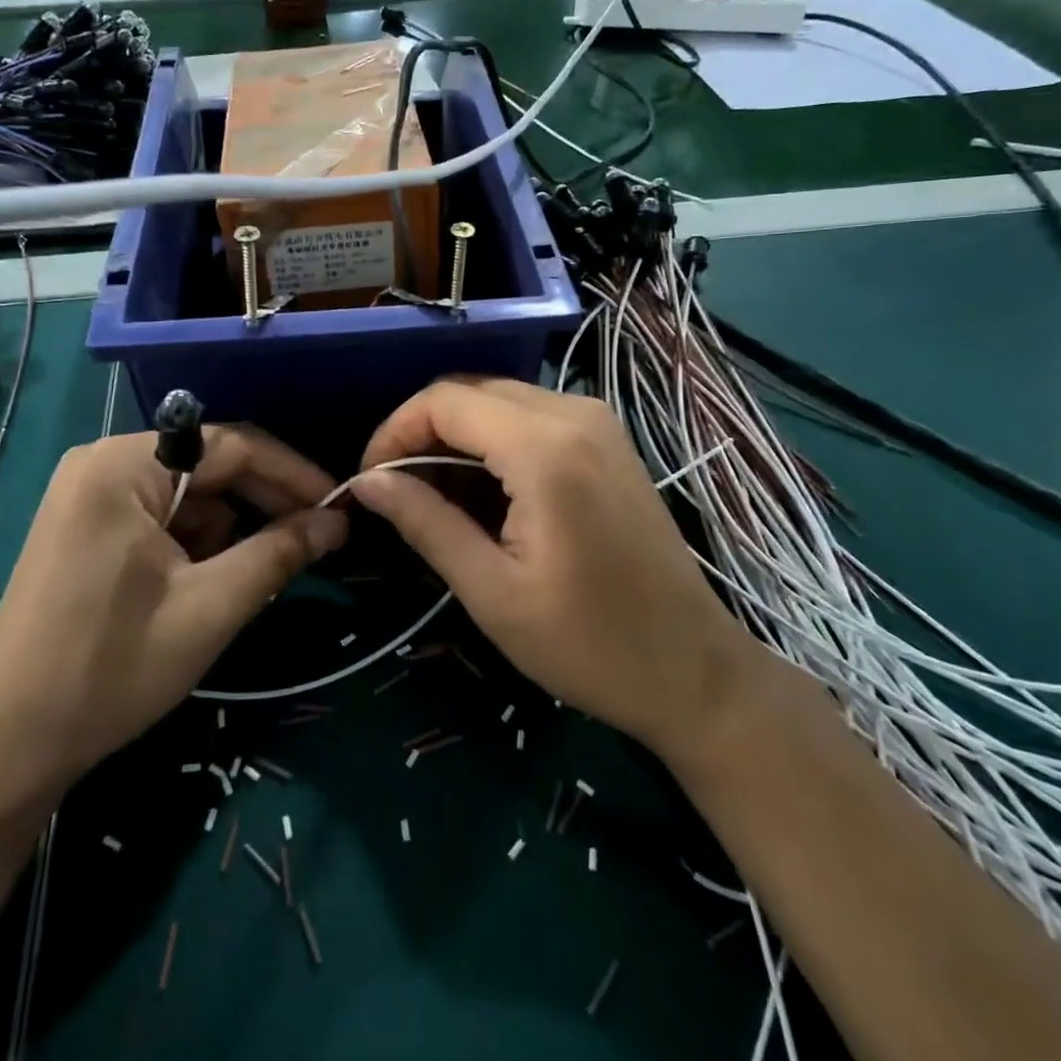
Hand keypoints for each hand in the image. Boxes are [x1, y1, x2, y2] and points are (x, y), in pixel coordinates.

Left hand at [0, 427, 347, 789]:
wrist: (5, 746)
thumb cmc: (111, 667)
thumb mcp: (211, 606)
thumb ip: (280, 552)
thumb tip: (339, 521)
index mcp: (125, 464)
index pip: (232, 445)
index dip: (293, 474)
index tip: (340, 503)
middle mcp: (104, 462)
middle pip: (210, 463)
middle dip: (265, 501)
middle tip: (319, 536)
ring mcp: (90, 494)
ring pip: (190, 492)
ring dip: (233, 525)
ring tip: (264, 568)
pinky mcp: (87, 526)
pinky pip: (163, 514)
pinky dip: (198, 540)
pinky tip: (215, 577)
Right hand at [353, 378, 750, 765]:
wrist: (694, 669)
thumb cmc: (590, 644)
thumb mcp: (492, 592)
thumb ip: (425, 523)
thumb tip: (367, 482)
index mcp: (545, 448)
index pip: (443, 401)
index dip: (394, 433)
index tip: (371, 482)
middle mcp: (574, 413)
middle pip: (470, 391)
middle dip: (422, 432)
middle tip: (398, 492)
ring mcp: (598, 422)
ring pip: (499, 400)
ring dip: (457, 437)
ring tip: (436, 499)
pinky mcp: (608, 439)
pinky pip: (532, 416)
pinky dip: (494, 442)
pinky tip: (486, 494)